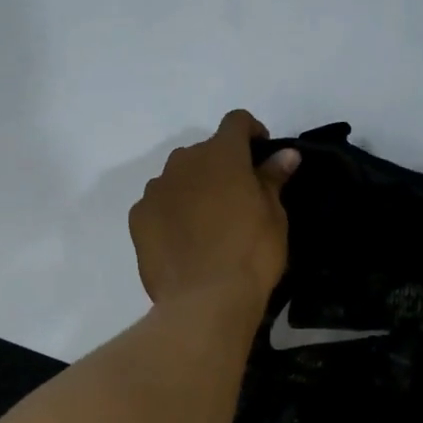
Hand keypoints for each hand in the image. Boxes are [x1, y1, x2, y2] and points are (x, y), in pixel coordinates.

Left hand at [130, 111, 299, 308]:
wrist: (205, 300)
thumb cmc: (250, 253)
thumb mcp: (274, 216)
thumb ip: (272, 178)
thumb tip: (285, 154)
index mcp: (221, 154)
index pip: (235, 122)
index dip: (250, 132)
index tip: (261, 153)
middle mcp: (183, 162)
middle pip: (203, 152)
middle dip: (219, 166)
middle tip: (235, 198)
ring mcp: (156, 190)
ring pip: (176, 178)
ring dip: (192, 188)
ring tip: (206, 222)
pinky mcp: (138, 218)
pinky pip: (157, 205)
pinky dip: (170, 213)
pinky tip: (182, 240)